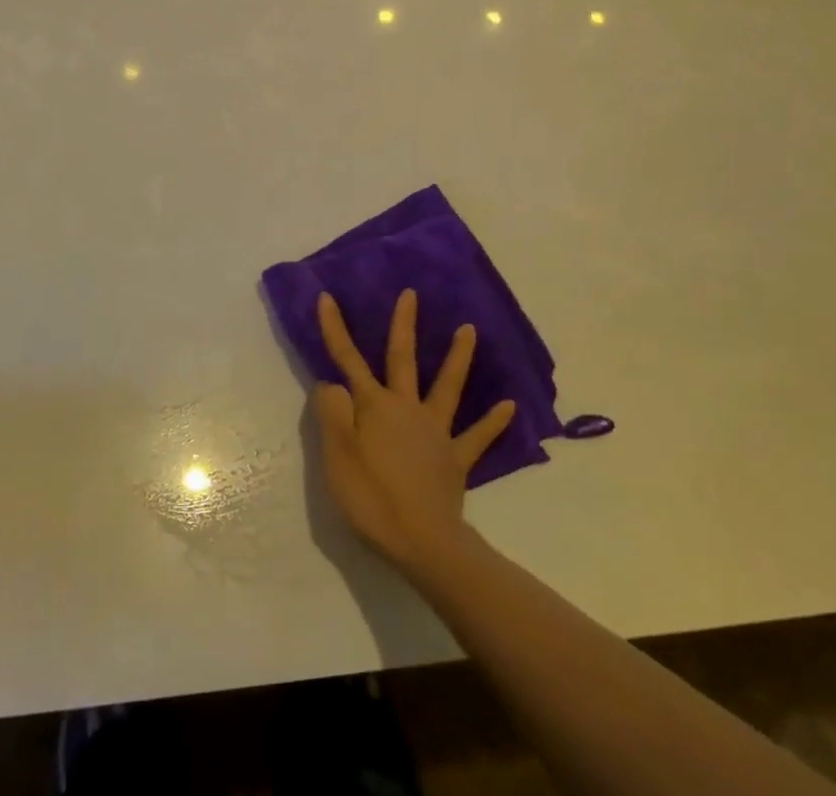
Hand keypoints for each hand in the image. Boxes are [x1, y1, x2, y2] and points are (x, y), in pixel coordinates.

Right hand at [312, 289, 515, 572]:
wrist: (422, 541)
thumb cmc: (371, 497)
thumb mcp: (336, 454)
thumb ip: (332, 412)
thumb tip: (332, 384)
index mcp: (375, 405)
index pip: (348, 360)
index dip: (335, 328)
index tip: (326, 297)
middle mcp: (406, 408)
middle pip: (403, 359)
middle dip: (405, 325)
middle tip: (411, 294)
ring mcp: (435, 431)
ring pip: (447, 386)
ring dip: (458, 357)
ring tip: (469, 329)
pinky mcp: (455, 459)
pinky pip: (476, 437)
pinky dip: (493, 421)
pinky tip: (509, 406)